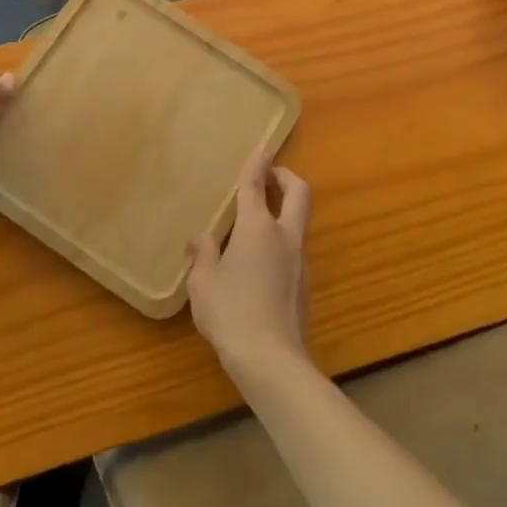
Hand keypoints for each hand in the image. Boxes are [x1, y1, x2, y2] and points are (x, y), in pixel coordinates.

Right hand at [188, 156, 312, 375]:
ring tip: (257, 221)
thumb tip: (201, 238)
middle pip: (299, 193)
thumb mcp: (203, 282)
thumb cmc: (230, 312)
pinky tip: (260, 260)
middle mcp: (284, 236)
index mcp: (258, 228)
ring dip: (285, 210)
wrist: (271, 359)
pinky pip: (294, 249)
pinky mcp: (304, 284)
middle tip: (270, 175)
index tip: (262, 148)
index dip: (257, 163)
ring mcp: (300, 260)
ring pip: (299, 222)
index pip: (256, 185)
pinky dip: (281, 240)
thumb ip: (203, 255)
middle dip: (286, 177)